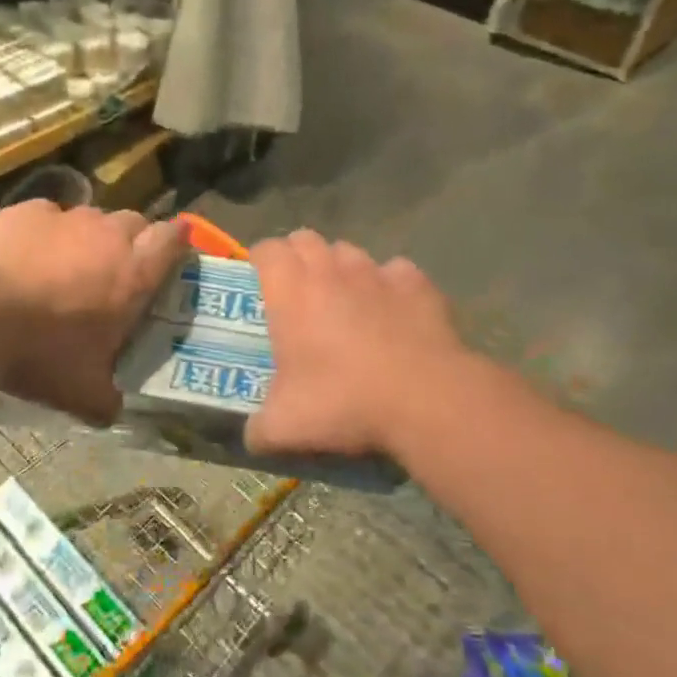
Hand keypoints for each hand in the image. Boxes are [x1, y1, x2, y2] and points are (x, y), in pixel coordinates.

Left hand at [0, 200, 185, 425]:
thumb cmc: (43, 349)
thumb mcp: (80, 390)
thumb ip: (105, 401)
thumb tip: (112, 413)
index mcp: (134, 274)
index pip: (173, 240)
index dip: (178, 240)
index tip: (176, 246)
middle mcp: (109, 236)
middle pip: (135, 222)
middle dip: (132, 240)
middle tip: (115, 269)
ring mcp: (68, 217)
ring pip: (91, 217)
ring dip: (87, 237)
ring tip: (66, 265)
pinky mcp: (30, 210)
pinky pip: (48, 216)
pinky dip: (45, 232)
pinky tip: (26, 255)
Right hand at [246, 230, 466, 457]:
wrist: (425, 399)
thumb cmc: (343, 401)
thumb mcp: (285, 426)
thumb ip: (258, 429)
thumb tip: (251, 437)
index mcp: (290, 291)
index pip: (266, 249)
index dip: (259, 260)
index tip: (259, 281)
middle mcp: (330, 270)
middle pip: (305, 239)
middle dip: (297, 256)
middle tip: (297, 290)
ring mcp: (376, 272)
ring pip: (349, 251)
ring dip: (340, 267)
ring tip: (344, 300)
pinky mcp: (416, 283)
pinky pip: (395, 272)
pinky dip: (389, 285)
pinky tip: (392, 311)